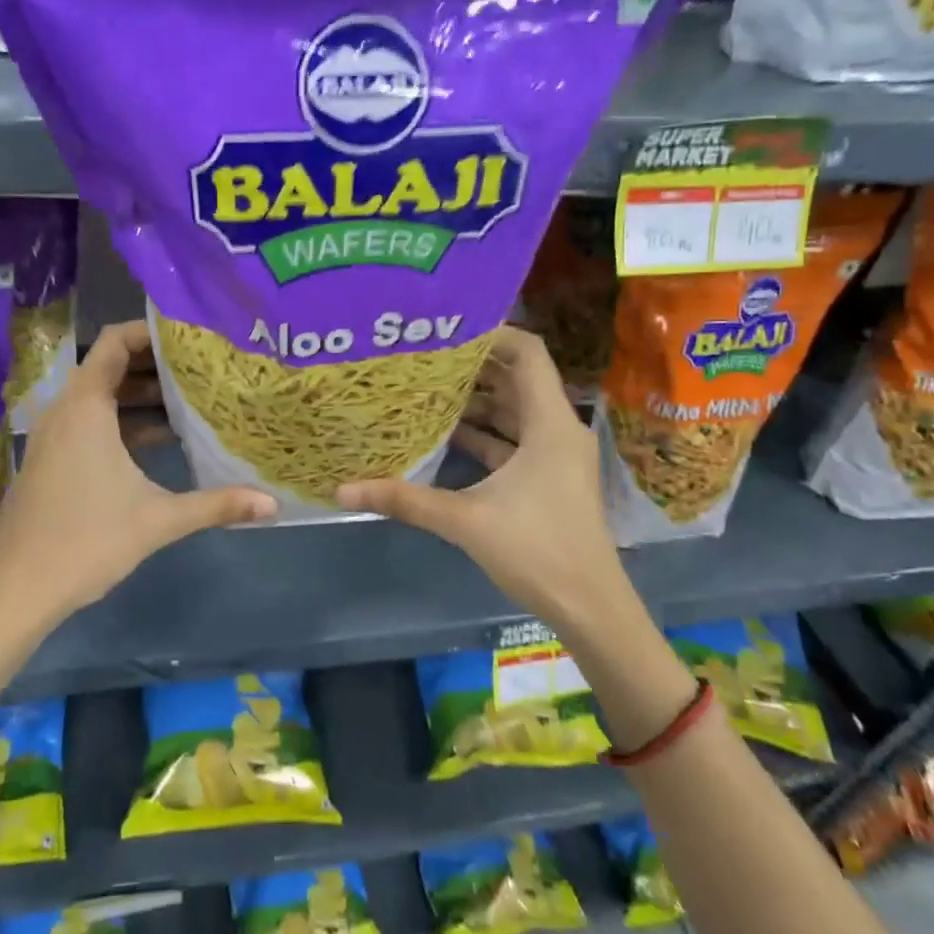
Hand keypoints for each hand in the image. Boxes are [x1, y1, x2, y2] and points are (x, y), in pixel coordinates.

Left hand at [0, 321, 274, 625]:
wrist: (17, 589)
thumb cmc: (86, 541)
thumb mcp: (159, 520)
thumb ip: (216, 505)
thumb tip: (273, 506)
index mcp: (86, 409)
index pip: (114, 342)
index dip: (150, 330)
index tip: (191, 334)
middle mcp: (66, 411)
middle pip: (111, 366)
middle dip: (156, 363)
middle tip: (203, 364)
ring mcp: (56, 436)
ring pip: (102, 396)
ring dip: (142, 394)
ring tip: (192, 396)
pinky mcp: (55, 459)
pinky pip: (93, 421)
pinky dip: (125, 420)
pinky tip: (163, 437)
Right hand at [337, 327, 634, 642]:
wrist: (589, 606)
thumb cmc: (537, 551)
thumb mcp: (465, 521)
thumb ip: (405, 501)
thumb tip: (343, 490)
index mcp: (550, 424)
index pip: (528, 353)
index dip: (493, 333)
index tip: (447, 327)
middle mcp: (558, 429)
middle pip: (518, 379)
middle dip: (474, 366)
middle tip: (426, 355)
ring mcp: (555, 455)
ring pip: (515, 411)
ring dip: (478, 401)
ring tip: (429, 387)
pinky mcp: (548, 478)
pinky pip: (515, 440)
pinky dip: (486, 433)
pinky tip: (447, 433)